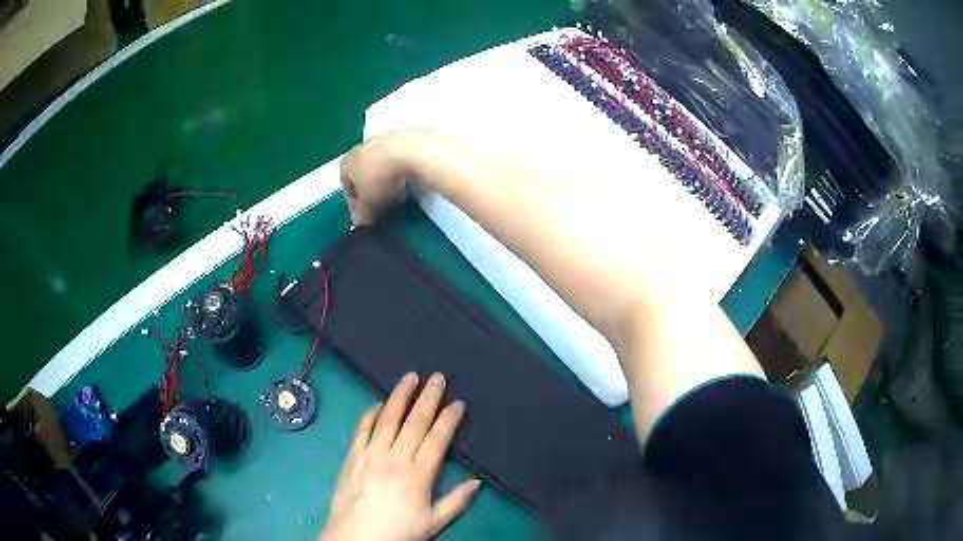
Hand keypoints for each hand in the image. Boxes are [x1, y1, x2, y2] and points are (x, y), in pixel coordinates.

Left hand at [319, 372, 480, 540]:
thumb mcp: (433, 523)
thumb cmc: (397, 532)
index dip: (449, 419)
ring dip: (399, 397)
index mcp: (417, 476)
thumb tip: (477, 482)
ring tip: (409, 378)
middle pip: (414, 423)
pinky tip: (378, 403)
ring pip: (387, 420)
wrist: (355, 539)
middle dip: (428, 398)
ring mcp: (370, 456)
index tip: (458, 403)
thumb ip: (456, 501)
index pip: (437, 439)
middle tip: (438, 377)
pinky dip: (370, 415)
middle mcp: (394, 460)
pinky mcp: (352, 458)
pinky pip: (362, 430)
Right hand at [340, 133, 416, 225]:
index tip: (365, 216)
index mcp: (346, 162)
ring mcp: (382, 140)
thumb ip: (362, 215)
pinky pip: (398, 160)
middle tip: (381, 207)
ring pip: (380, 166)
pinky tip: (409, 181)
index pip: (346, 188)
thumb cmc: (382, 178)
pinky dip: (400, 171)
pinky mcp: (403, 138)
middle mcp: (361, 148)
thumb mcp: (369, 205)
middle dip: (371, 191)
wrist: (412, 153)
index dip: (355, 205)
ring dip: (386, 181)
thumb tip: (361, 221)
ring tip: (397, 196)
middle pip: (363, 174)